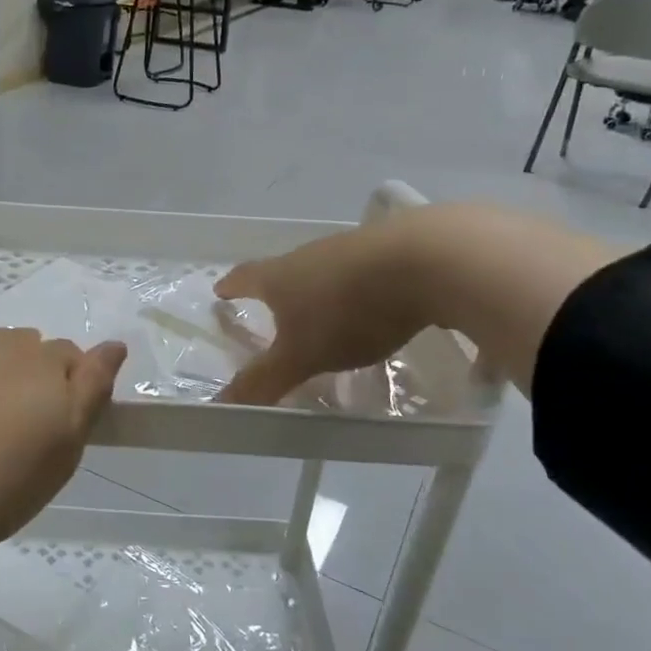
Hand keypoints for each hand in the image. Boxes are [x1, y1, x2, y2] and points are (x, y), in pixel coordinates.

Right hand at [214, 225, 422, 406]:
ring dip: (324, 289)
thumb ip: (264, 379)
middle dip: (279, 290)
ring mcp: (356, 246)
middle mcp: (312, 254)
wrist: (430, 260)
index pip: (245, 278)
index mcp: (280, 276)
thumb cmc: (348, 310)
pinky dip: (365, 287)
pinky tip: (380, 304)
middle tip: (276, 309)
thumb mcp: (302, 355)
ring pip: (329, 269)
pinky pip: (370, 270)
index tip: (220, 291)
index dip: (231, 287)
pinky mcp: (398, 248)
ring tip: (329, 312)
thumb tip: (220, 403)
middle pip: (286, 269)